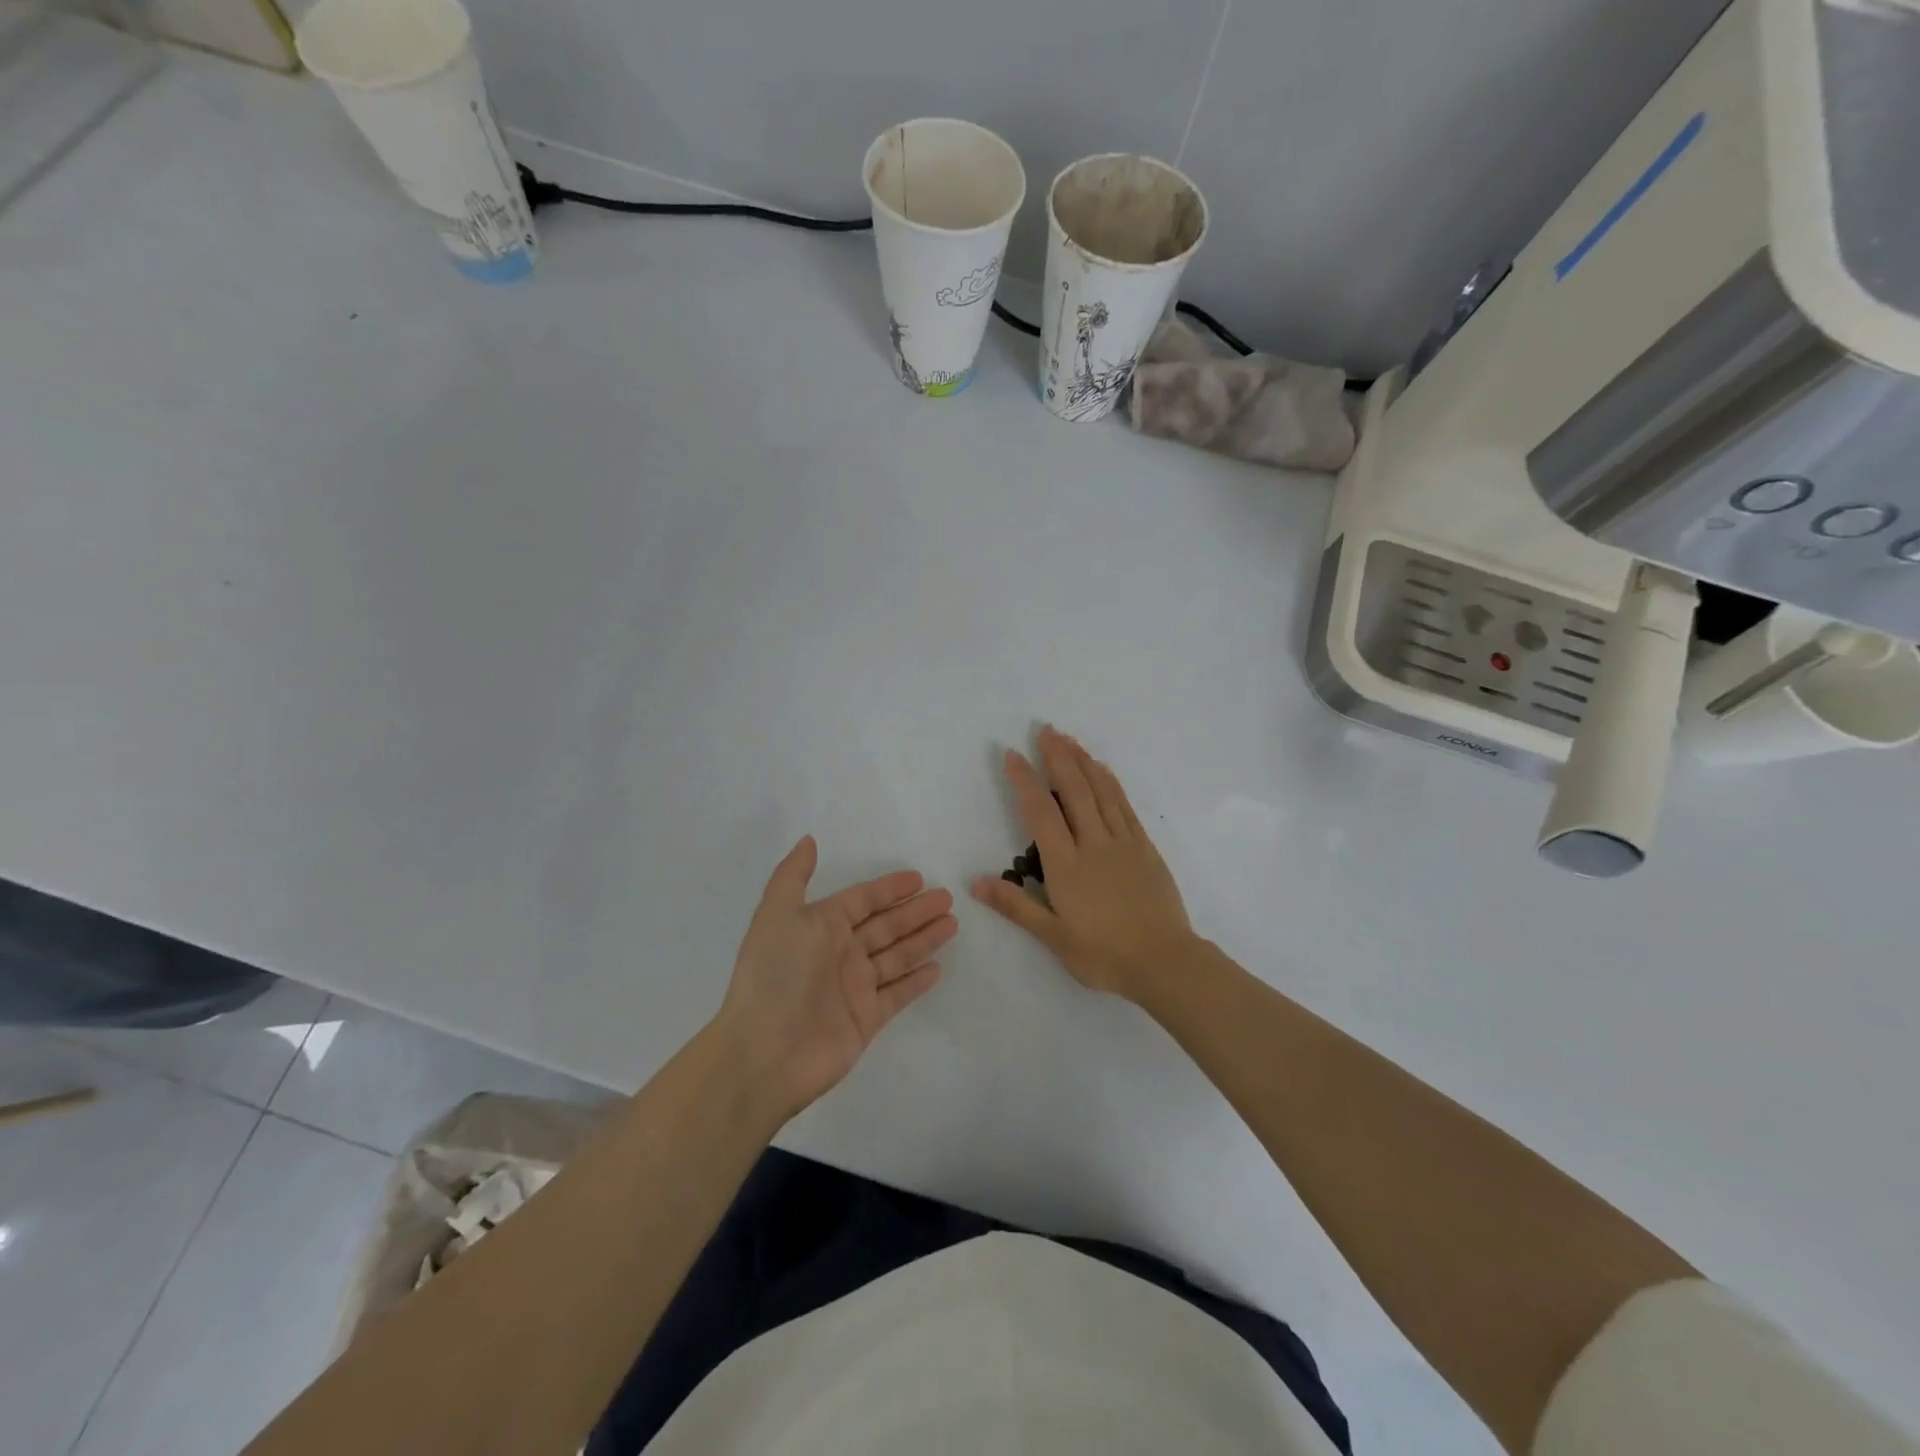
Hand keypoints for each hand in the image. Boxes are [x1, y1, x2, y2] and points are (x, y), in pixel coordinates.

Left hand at [715, 836, 956, 1119]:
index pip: (862, 900)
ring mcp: (855, 987)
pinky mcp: (867, 1019)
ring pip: (897, 955)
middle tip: (948, 897)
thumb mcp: (777, 915)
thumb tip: (808, 840)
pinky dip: (916, 980)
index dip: (889, 888)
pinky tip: (938, 968)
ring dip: (924, 939)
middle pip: (886, 925)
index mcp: (820, 926)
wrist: (765, 1052)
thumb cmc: (775, 975)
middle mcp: (839, 953)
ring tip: (953, 923)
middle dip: (916, 910)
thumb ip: (793, 876)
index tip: (918, 878)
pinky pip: (898, 993)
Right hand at [971, 726, 1194, 1002]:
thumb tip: (976, 883)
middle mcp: (1093, 844)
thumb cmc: (1104, 955)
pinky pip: (1125, 806)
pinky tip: (1104, 770)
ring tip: (1070, 739)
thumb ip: (1016, 906)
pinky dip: (1111, 783)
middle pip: (1074, 791)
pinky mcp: (1144, 848)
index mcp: (1067, 865)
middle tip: (1045, 729)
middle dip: (1057, 757)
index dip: (1025, 780)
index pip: (1041, 812)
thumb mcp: (1054, 937)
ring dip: (1084, 762)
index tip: (1013, 754)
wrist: (1165, 963)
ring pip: (1101, 792)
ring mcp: (1123, 843)